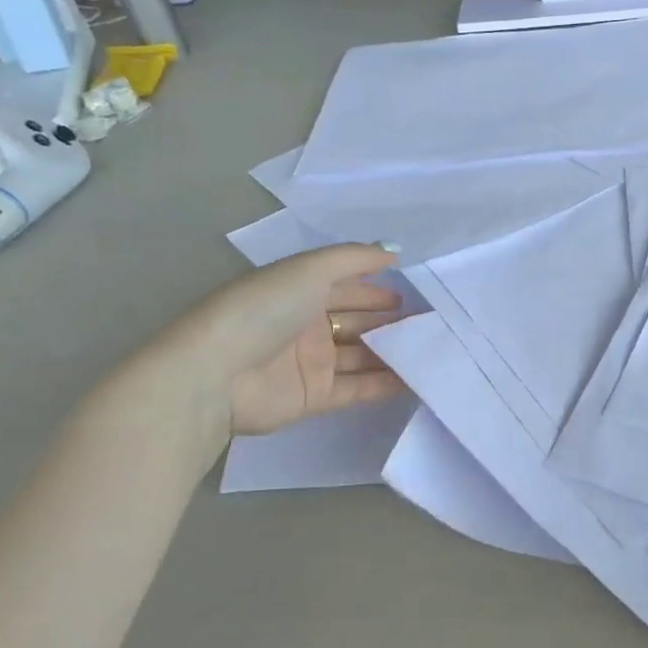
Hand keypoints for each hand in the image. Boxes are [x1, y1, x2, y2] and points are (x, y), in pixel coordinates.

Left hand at [124, 244, 405, 467]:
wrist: (217, 374)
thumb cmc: (263, 310)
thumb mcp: (309, 268)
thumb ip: (354, 258)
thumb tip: (394, 250)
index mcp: (299, 290)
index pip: (346, 287)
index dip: (377, 288)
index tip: (415, 295)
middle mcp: (305, 325)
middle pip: (356, 321)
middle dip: (390, 321)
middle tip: (429, 325)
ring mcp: (310, 363)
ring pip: (360, 355)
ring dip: (391, 353)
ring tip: (430, 351)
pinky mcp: (313, 397)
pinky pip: (356, 388)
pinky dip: (383, 384)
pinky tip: (414, 380)